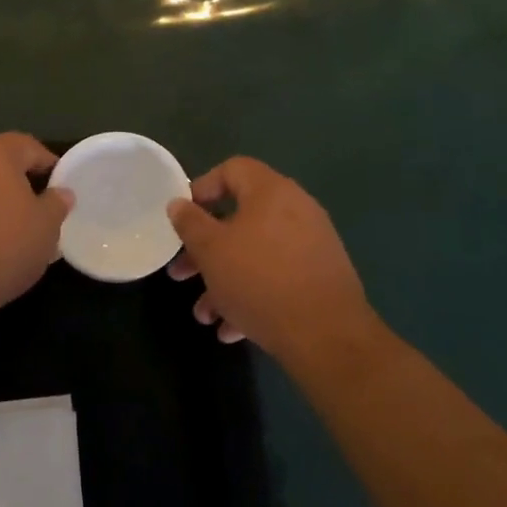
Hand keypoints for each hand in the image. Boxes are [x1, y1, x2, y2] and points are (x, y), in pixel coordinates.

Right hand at [167, 156, 372, 364]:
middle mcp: (295, 210)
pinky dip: (252, 295)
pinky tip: (232, 330)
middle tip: (181, 273)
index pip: (232, 169)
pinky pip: (277, 277)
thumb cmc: (260, 281)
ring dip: (224, 280)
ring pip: (256, 254)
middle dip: (205, 249)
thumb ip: (190, 223)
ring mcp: (312, 244)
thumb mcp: (211, 250)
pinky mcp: (321, 277)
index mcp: (271, 191)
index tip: (183, 217)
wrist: (328, 336)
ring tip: (204, 315)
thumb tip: (178, 204)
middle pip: (240, 218)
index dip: (202, 188)